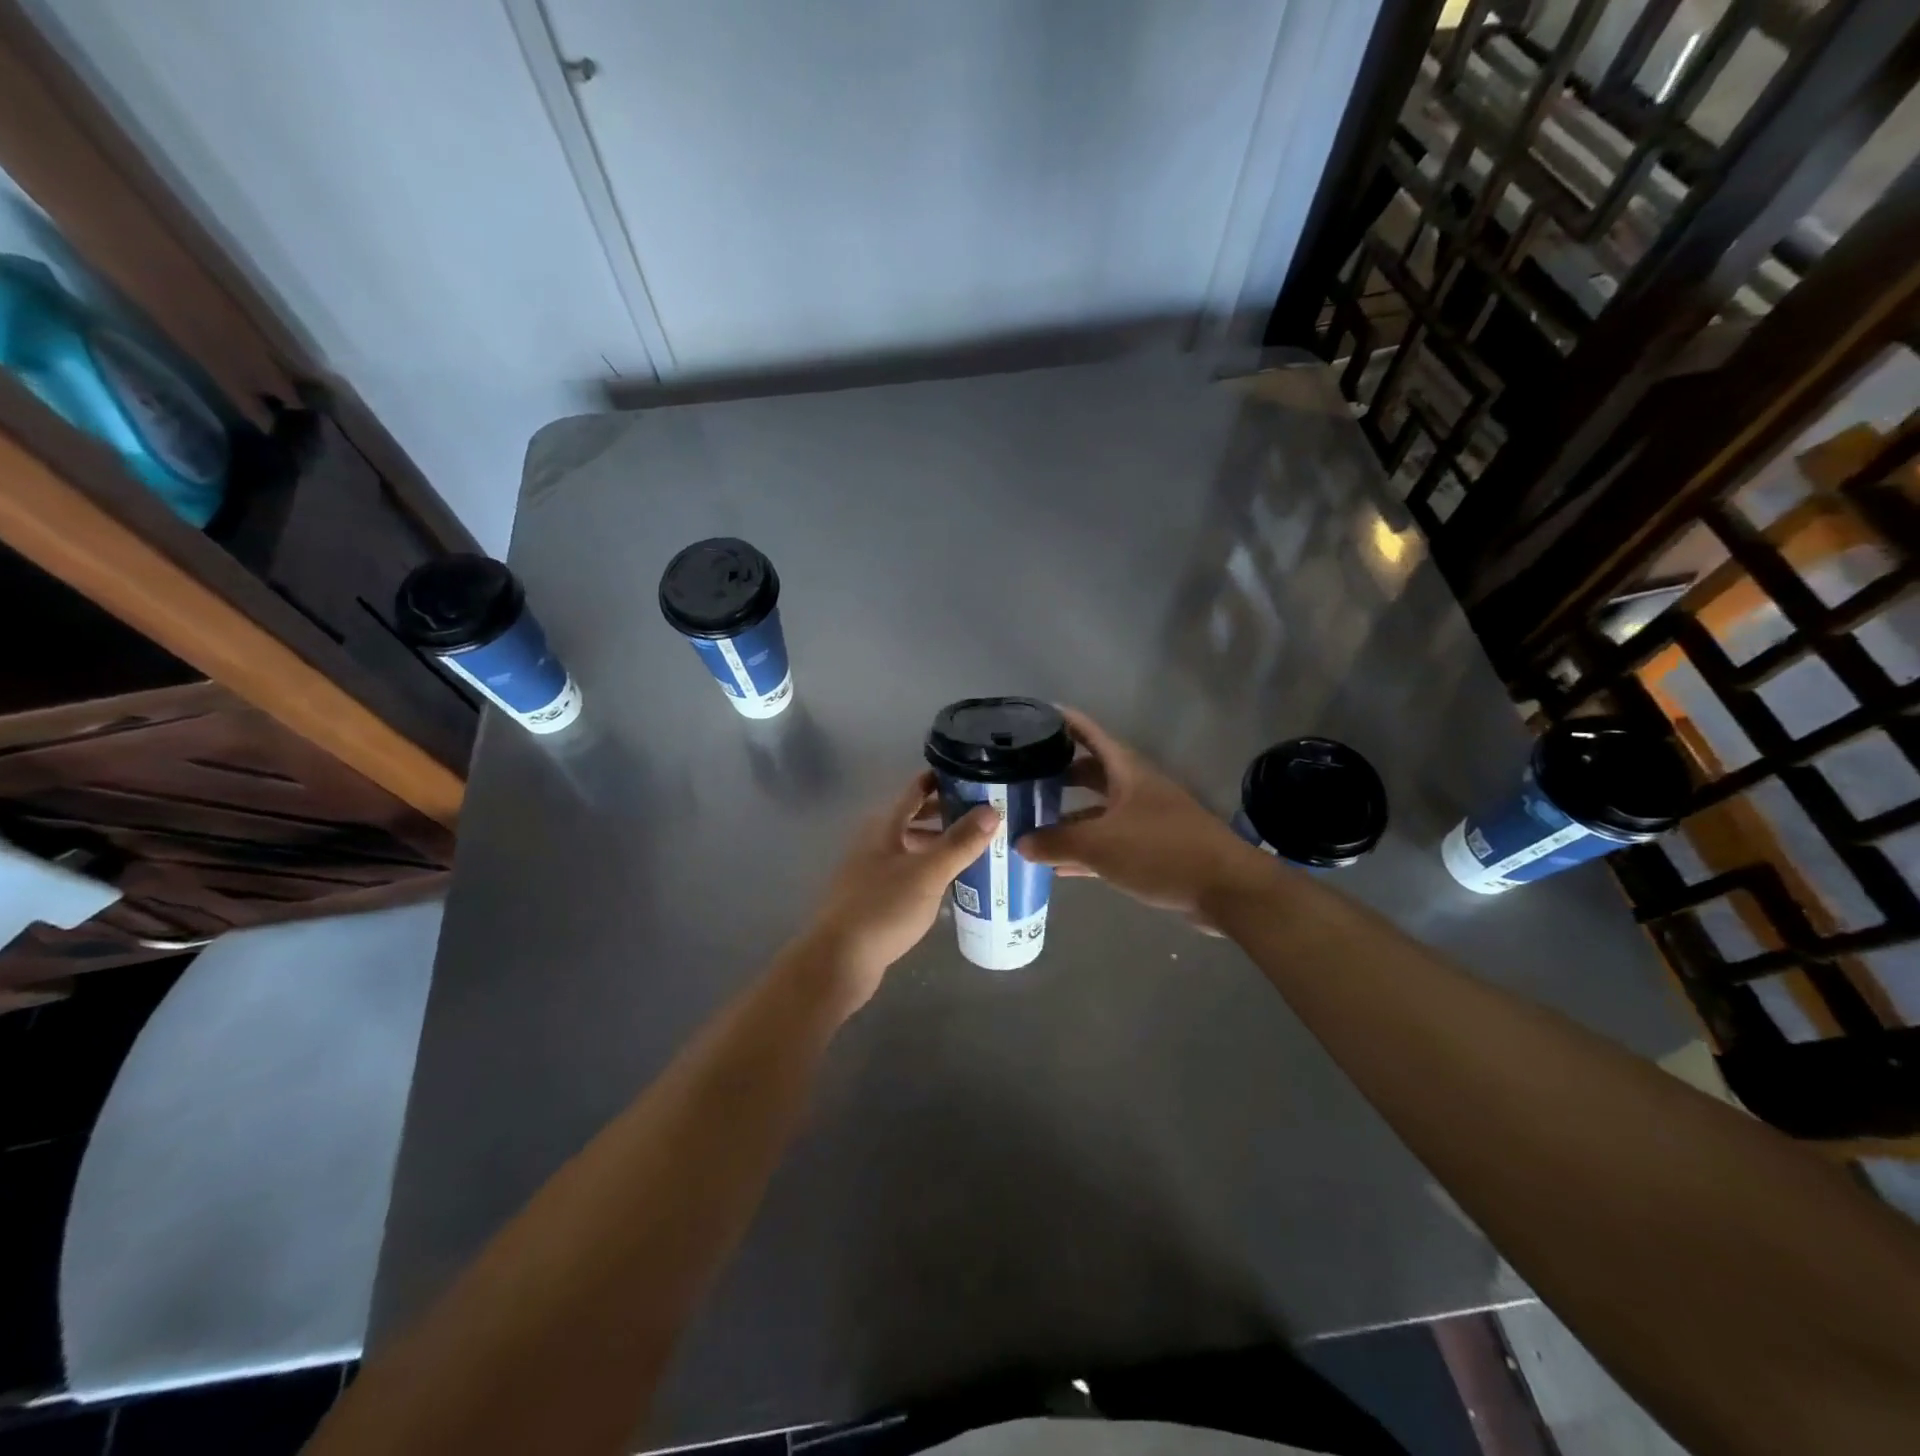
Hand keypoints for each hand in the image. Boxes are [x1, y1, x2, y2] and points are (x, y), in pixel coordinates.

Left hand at [792, 770, 999, 1010]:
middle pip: (914, 819)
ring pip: (912, 847)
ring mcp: (872, 871)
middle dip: (946, 813)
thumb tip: (992, 810)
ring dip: (940, 844)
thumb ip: (959, 842)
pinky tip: (952, 883)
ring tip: (976, 847)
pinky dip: (931, 870)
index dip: (941, 779)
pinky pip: (909, 873)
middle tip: (984, 813)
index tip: (973, 774)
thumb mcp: (927, 873)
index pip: (915, 791)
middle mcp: (876, 843)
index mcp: (884, 827)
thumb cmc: (882, 908)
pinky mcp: (875, 898)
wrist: (839, 960)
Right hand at [1020, 708, 1273, 921]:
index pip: (1090, 734)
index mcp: (1127, 771)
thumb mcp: (1100, 845)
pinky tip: (1061, 867)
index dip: (1063, 722)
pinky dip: (1086, 850)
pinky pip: (1110, 843)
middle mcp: (1136, 788)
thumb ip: (1057, 843)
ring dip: (1069, 818)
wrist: (1226, 889)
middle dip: (1059, 775)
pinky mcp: (1154, 850)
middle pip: (1092, 773)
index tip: (1034, 717)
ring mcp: (1147, 819)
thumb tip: (1021, 843)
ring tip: (1033, 824)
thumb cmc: (1161, 851)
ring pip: (1099, 811)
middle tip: (1024, 778)